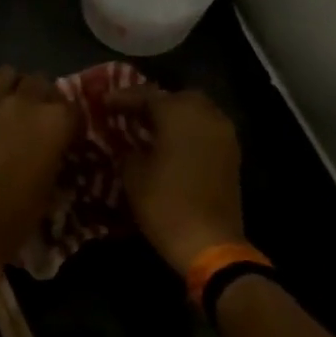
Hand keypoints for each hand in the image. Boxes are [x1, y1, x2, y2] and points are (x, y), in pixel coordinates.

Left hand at [0, 67, 77, 270]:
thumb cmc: (21, 212)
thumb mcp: (52, 187)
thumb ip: (55, 158)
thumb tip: (54, 152)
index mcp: (57, 120)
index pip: (74, 107)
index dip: (72, 122)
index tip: (70, 137)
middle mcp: (27, 104)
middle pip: (41, 82)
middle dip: (45, 96)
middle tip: (42, 119)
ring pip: (8, 75)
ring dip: (15, 87)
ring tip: (16, 109)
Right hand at [110, 85, 244, 273]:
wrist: (208, 241)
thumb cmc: (164, 205)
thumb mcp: (133, 175)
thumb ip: (128, 149)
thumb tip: (129, 142)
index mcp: (179, 114)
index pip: (147, 95)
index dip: (123, 98)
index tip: (104, 101)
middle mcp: (206, 115)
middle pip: (177, 97)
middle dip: (154, 103)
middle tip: (131, 115)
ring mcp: (224, 134)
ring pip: (196, 112)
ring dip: (174, 117)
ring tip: (150, 130)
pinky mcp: (231, 154)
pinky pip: (206, 130)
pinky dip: (189, 132)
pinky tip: (171, 146)